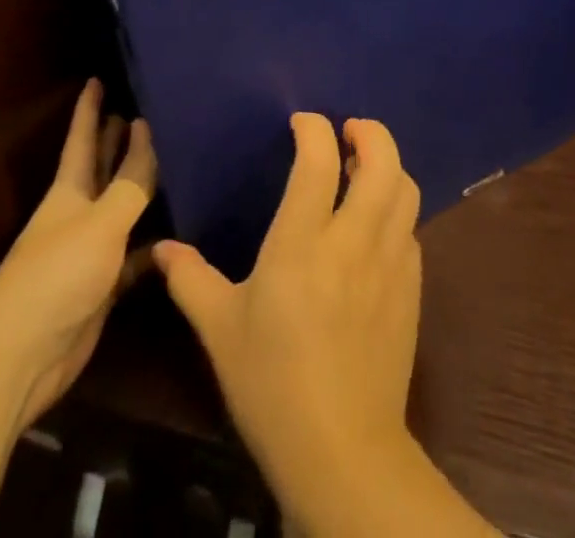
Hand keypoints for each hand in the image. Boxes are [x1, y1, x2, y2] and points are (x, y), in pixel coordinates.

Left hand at [0, 78, 156, 429]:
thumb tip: (148, 131)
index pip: (82, 138)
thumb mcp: (101, 222)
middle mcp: (79, 214)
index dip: (89, 109)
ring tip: (168, 162)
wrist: (21, 356)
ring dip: (138, 189)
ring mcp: (90, 251)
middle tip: (139, 110)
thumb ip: (130, 181)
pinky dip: (151, 247)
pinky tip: (174, 238)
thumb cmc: (57, 274)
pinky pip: (133, 257)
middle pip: (101, 168)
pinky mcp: (102, 287)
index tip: (96, 78)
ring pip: (120, 209)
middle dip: (114, 140)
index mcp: (69, 190)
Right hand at [153, 115, 426, 529]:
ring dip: (388, 167)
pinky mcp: (411, 290)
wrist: (342, 452)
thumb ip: (191, 280)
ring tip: (363, 170)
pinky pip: (411, 231)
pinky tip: (376, 228)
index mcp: (303, 242)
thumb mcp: (220, 331)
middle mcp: (353, 240)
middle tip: (349, 132)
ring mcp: (389, 264)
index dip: (314, 128)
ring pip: (405, 190)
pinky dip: (396, 212)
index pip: (319, 159)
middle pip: (382, 161)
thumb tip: (162, 248)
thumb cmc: (272, 384)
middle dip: (370, 132)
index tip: (302, 123)